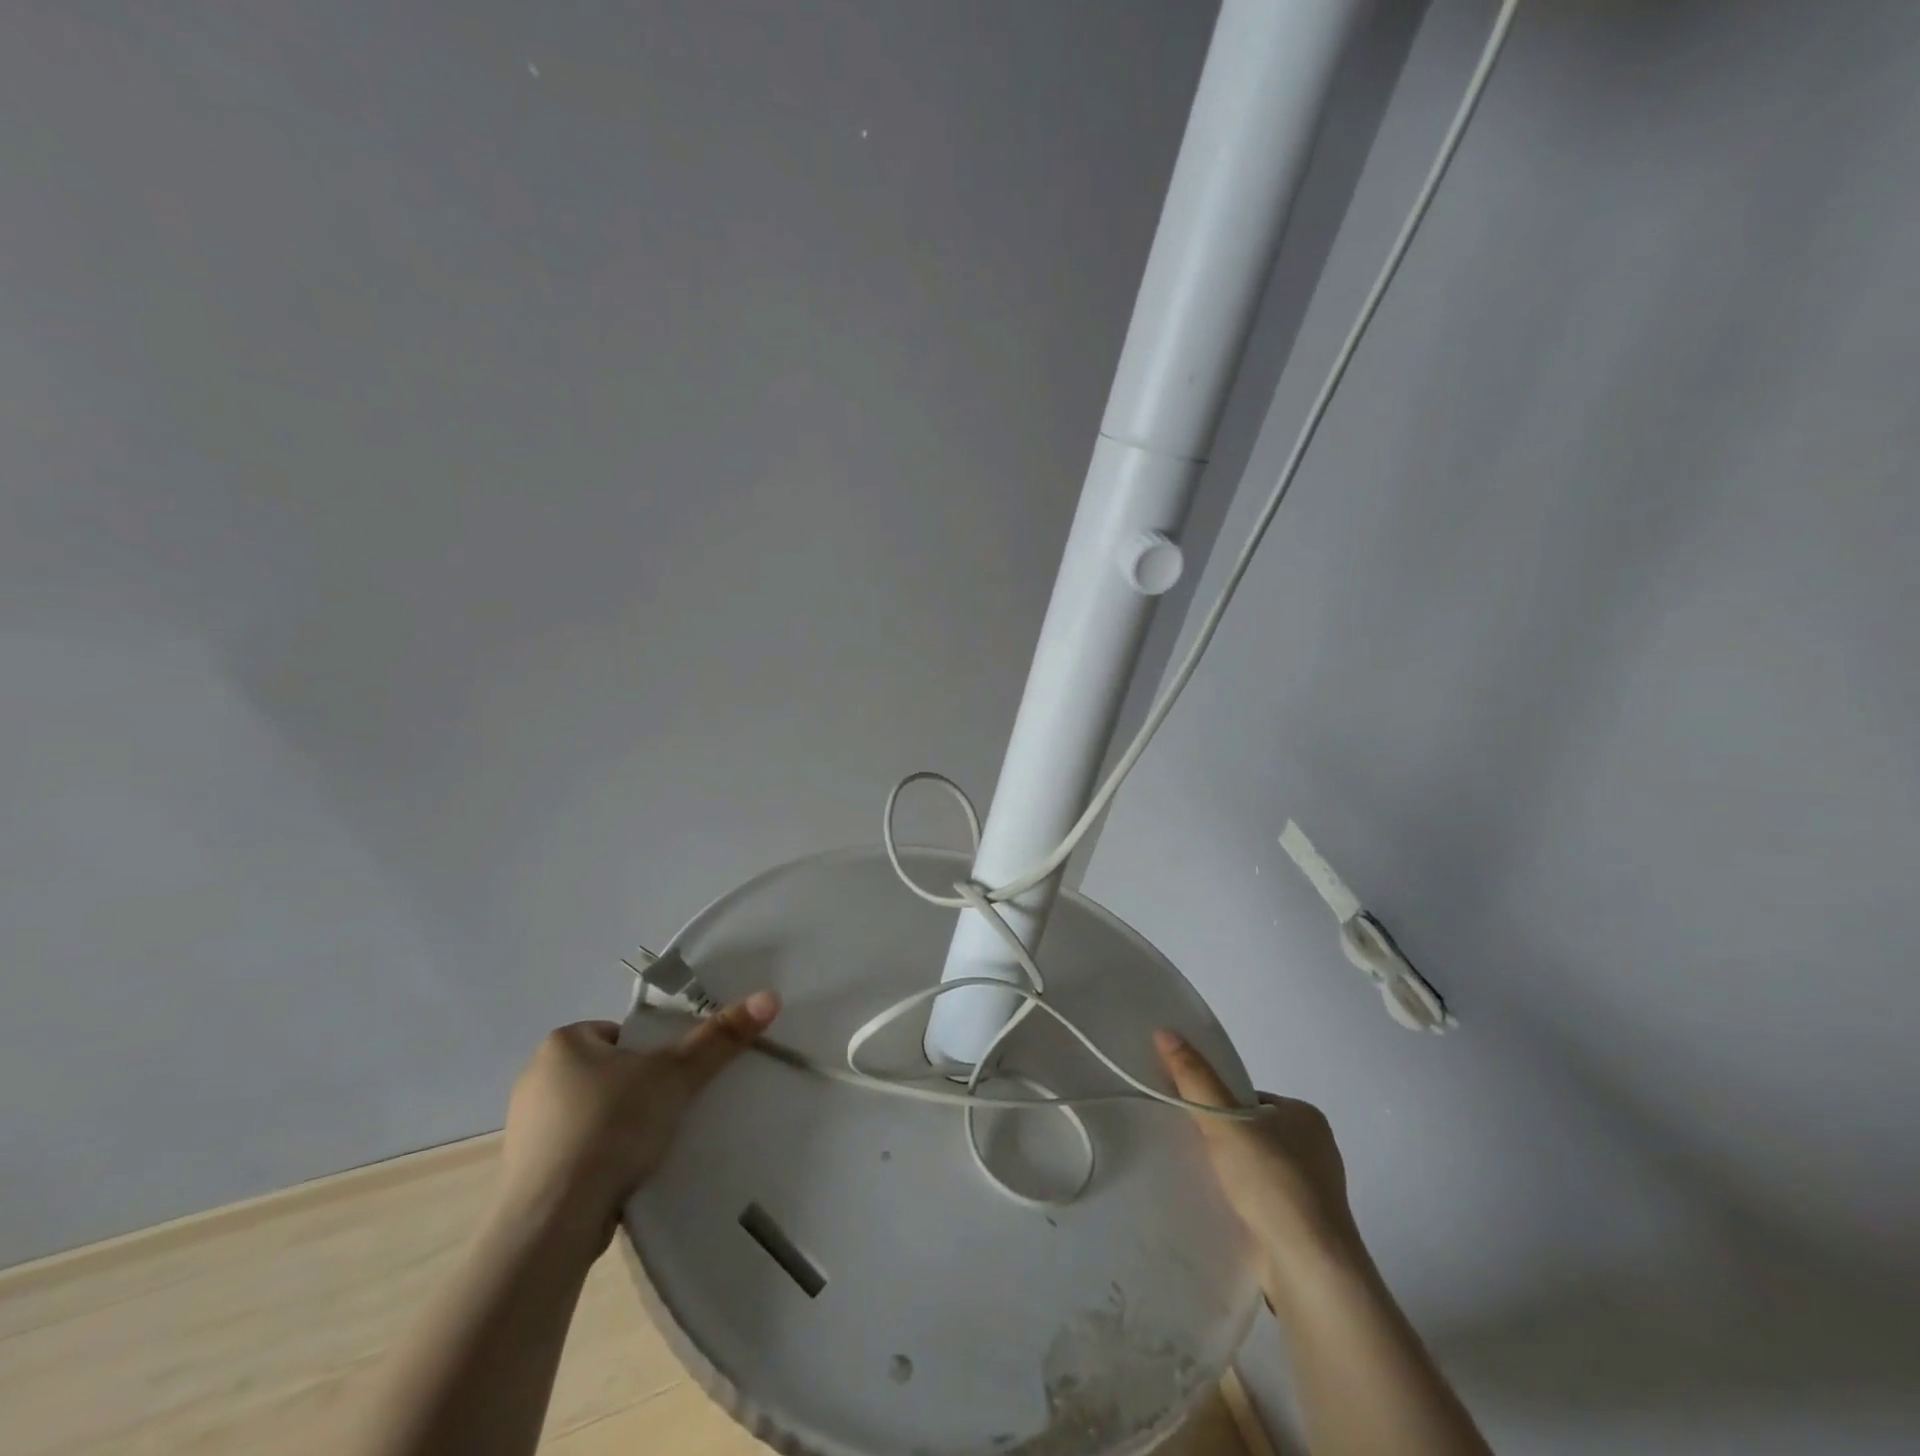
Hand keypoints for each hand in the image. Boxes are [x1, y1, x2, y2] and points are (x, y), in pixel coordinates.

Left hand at [497, 992, 780, 1248]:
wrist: (551, 1223)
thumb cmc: (610, 1128)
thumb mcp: (675, 1076)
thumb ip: (719, 1038)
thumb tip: (769, 997)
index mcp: (563, 1044)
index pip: (620, 1034)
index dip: (652, 1052)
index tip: (673, 1078)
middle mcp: (535, 1079)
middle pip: (607, 1072)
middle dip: (636, 1090)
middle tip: (669, 1109)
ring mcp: (525, 1130)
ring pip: (591, 1114)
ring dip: (617, 1126)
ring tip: (650, 1147)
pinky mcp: (525, 1176)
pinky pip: (575, 1153)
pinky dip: (599, 1159)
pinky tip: (621, 1176)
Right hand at [1154, 1030, 1363, 1294]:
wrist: (1311, 1270)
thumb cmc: (1273, 1183)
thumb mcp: (1225, 1121)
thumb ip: (1194, 1078)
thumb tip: (1164, 1031)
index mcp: (1305, 1116)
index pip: (1249, 1097)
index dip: (1218, 1103)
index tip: (1192, 1118)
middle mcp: (1317, 1148)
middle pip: (1253, 1131)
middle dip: (1224, 1138)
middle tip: (1191, 1147)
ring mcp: (1316, 1192)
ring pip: (1259, 1168)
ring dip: (1233, 1173)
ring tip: (1203, 1180)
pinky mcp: (1307, 1228)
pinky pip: (1265, 1201)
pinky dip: (1244, 1201)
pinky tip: (1224, 1209)